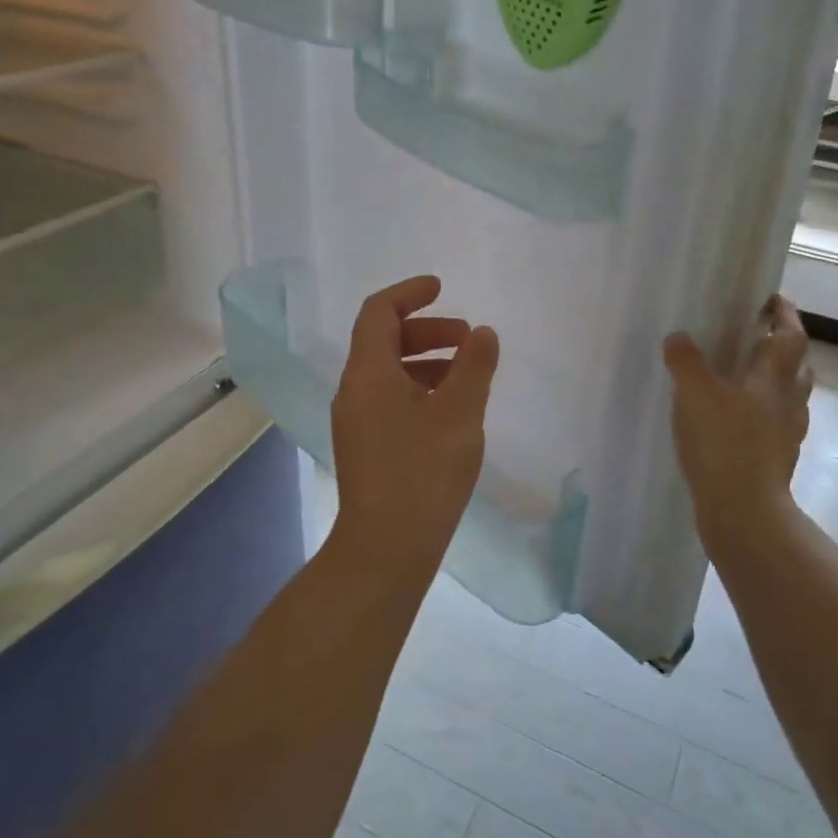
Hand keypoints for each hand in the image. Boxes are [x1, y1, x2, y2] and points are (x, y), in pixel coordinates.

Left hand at [329, 276, 499, 579]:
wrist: (386, 549)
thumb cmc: (423, 472)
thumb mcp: (459, 412)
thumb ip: (474, 366)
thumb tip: (482, 333)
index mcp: (368, 372)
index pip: (379, 311)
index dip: (409, 292)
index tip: (442, 288)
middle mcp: (354, 390)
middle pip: (384, 340)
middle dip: (427, 330)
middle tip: (468, 339)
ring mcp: (356, 421)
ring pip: (389, 373)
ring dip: (427, 361)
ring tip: (467, 375)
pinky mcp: (366, 447)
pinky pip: (390, 400)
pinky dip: (420, 389)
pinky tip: (451, 412)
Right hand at [663, 296, 813, 555]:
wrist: (744, 510)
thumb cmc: (724, 443)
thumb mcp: (695, 393)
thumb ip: (686, 361)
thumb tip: (678, 337)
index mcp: (774, 378)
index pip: (791, 335)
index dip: (785, 314)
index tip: (772, 299)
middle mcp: (788, 402)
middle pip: (797, 367)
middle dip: (782, 349)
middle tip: (755, 339)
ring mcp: (786, 434)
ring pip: (789, 398)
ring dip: (774, 384)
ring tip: (743, 380)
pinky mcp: (776, 460)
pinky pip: (774, 427)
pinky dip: (761, 417)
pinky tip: (736, 422)